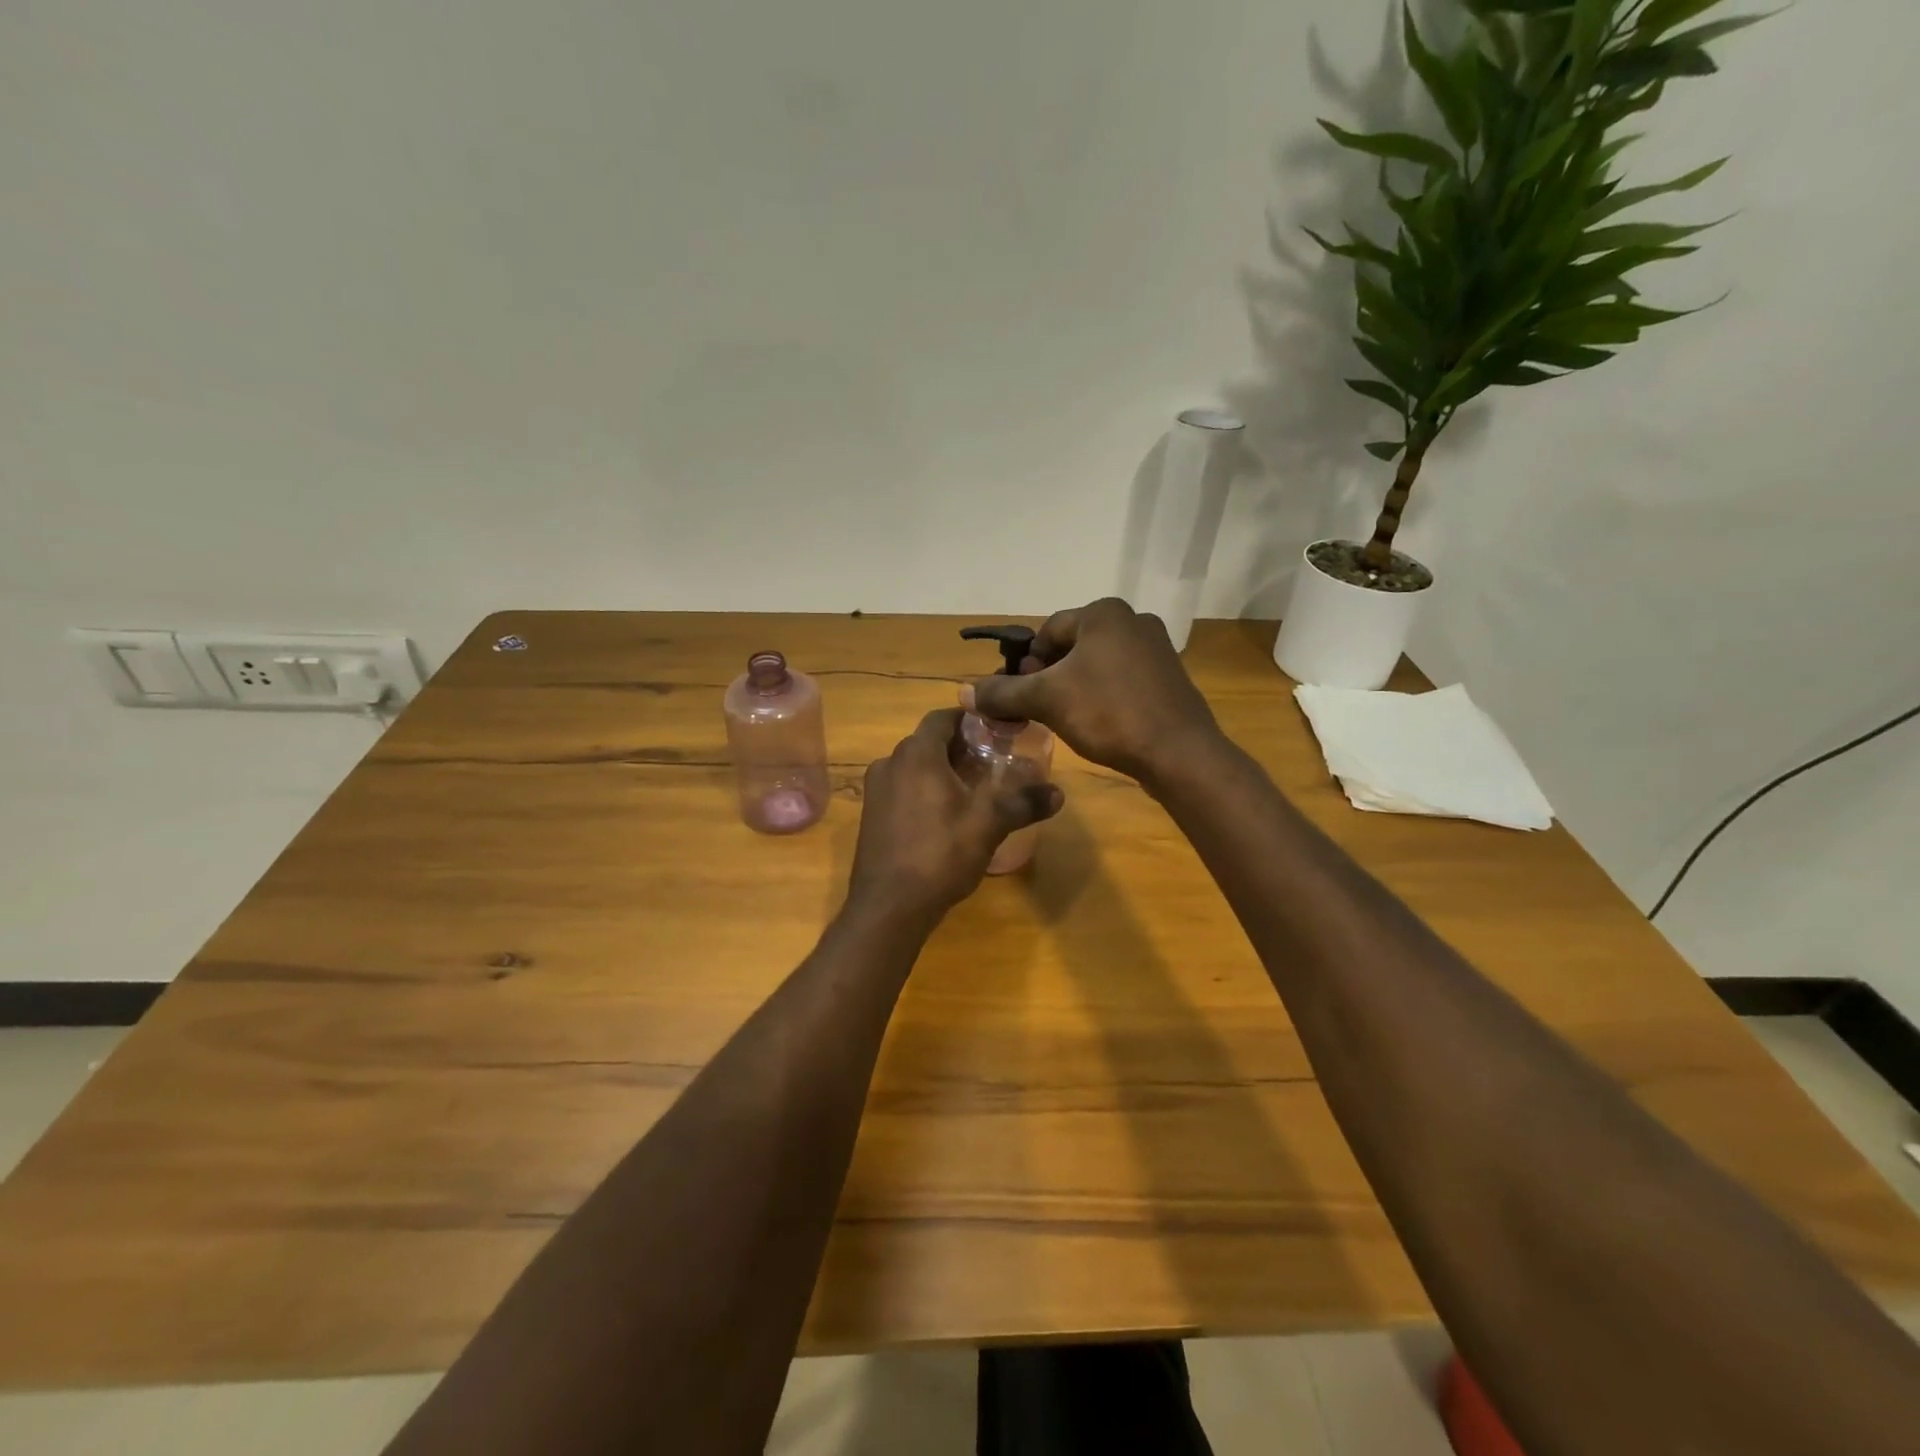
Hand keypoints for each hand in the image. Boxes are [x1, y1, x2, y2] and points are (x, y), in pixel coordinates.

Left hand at [848, 708, 1064, 917]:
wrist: (889, 906)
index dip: (969, 719)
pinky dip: (923, 792)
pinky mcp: (871, 817)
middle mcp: (890, 763)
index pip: (942, 717)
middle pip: (927, 743)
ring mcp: (876, 792)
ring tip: (973, 790)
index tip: (995, 729)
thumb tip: (1058, 793)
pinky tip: (945, 817)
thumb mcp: (989, 824)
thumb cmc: (940, 853)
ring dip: (941, 772)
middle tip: (991, 761)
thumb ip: (1023, 803)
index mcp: (916, 754)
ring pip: (913, 768)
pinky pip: (901, 790)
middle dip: (959, 748)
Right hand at [964, 598, 1221, 783]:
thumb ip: (1003, 693)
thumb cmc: (1108, 713)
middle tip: (1040, 709)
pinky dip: (1103, 695)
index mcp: (1104, 613)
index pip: (1047, 631)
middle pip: (1072, 646)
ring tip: (1067, 718)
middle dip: (1050, 675)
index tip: (1021, 695)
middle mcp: (1133, 620)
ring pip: (1097, 664)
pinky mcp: (1169, 676)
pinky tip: (1099, 723)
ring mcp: (1156, 648)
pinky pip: (1122, 679)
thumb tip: (963, 692)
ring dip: (1075, 686)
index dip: (1027, 664)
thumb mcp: (1046, 700)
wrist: (1178, 752)